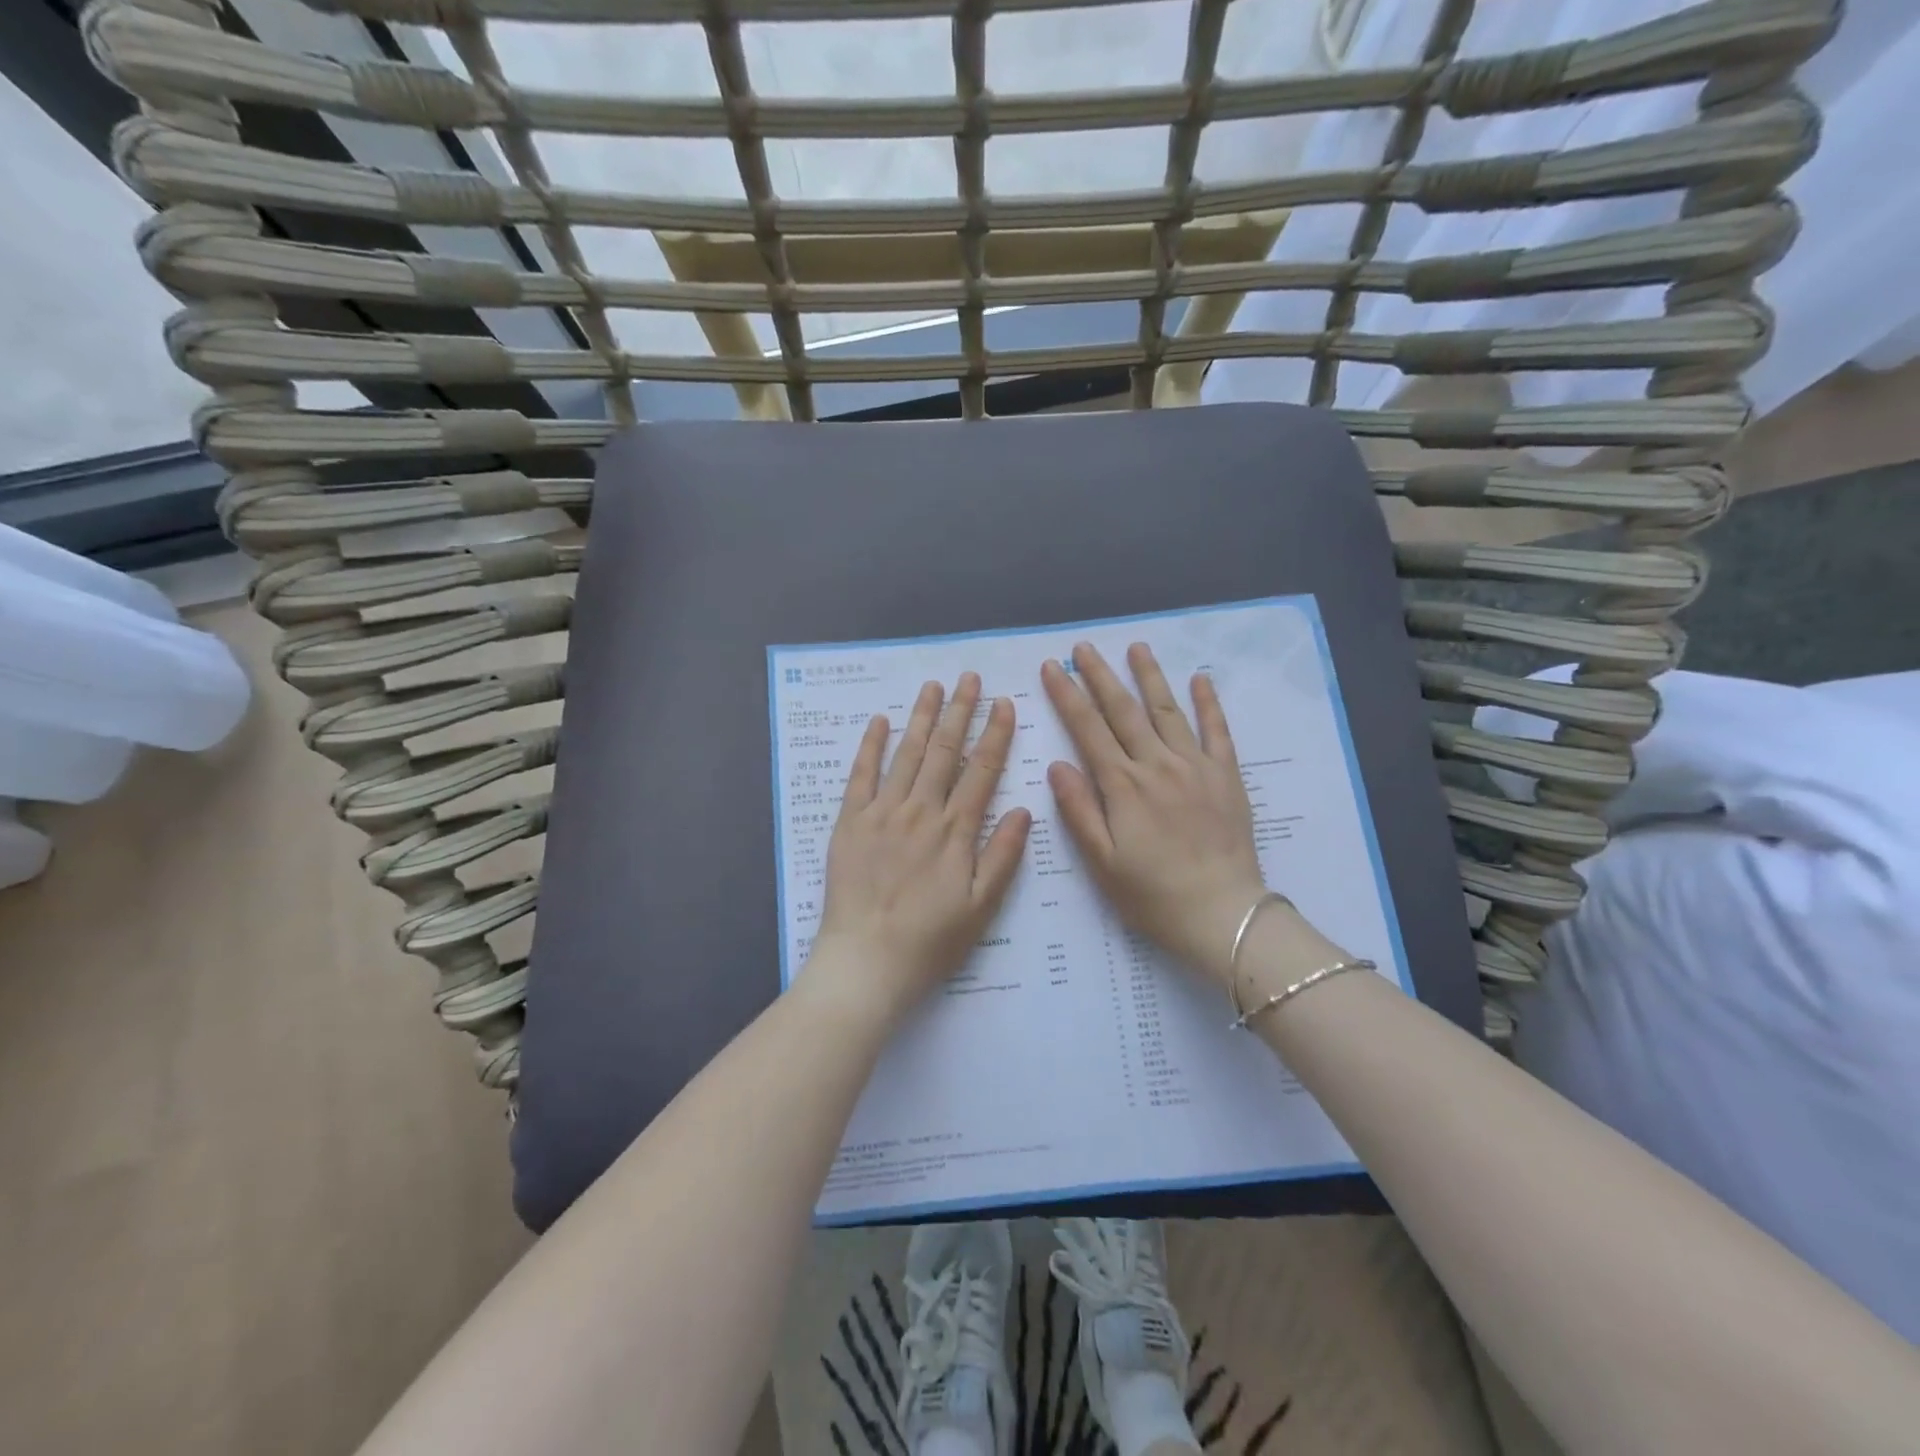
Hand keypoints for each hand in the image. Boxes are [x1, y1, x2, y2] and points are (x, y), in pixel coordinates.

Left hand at [810, 673, 1031, 1022]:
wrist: (867, 961)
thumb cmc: (931, 940)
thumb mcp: (982, 906)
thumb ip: (1003, 856)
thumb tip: (1025, 809)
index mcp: (955, 831)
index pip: (981, 771)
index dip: (995, 735)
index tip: (1004, 704)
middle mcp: (921, 812)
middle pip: (945, 752)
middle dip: (960, 712)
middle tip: (969, 678)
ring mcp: (882, 813)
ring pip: (907, 754)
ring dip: (922, 718)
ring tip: (934, 687)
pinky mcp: (850, 822)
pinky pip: (860, 775)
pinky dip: (870, 746)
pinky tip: (879, 721)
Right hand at [1042, 642, 1267, 988]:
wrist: (1222, 914)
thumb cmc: (1153, 895)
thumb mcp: (1102, 862)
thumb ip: (1079, 810)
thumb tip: (1057, 764)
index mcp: (1123, 786)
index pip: (1088, 729)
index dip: (1067, 695)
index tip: (1053, 667)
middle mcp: (1157, 765)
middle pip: (1124, 710)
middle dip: (1100, 675)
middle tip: (1083, 647)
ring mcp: (1195, 766)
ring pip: (1168, 710)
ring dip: (1150, 676)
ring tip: (1136, 646)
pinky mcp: (1226, 776)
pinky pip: (1217, 731)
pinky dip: (1208, 703)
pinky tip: (1200, 679)